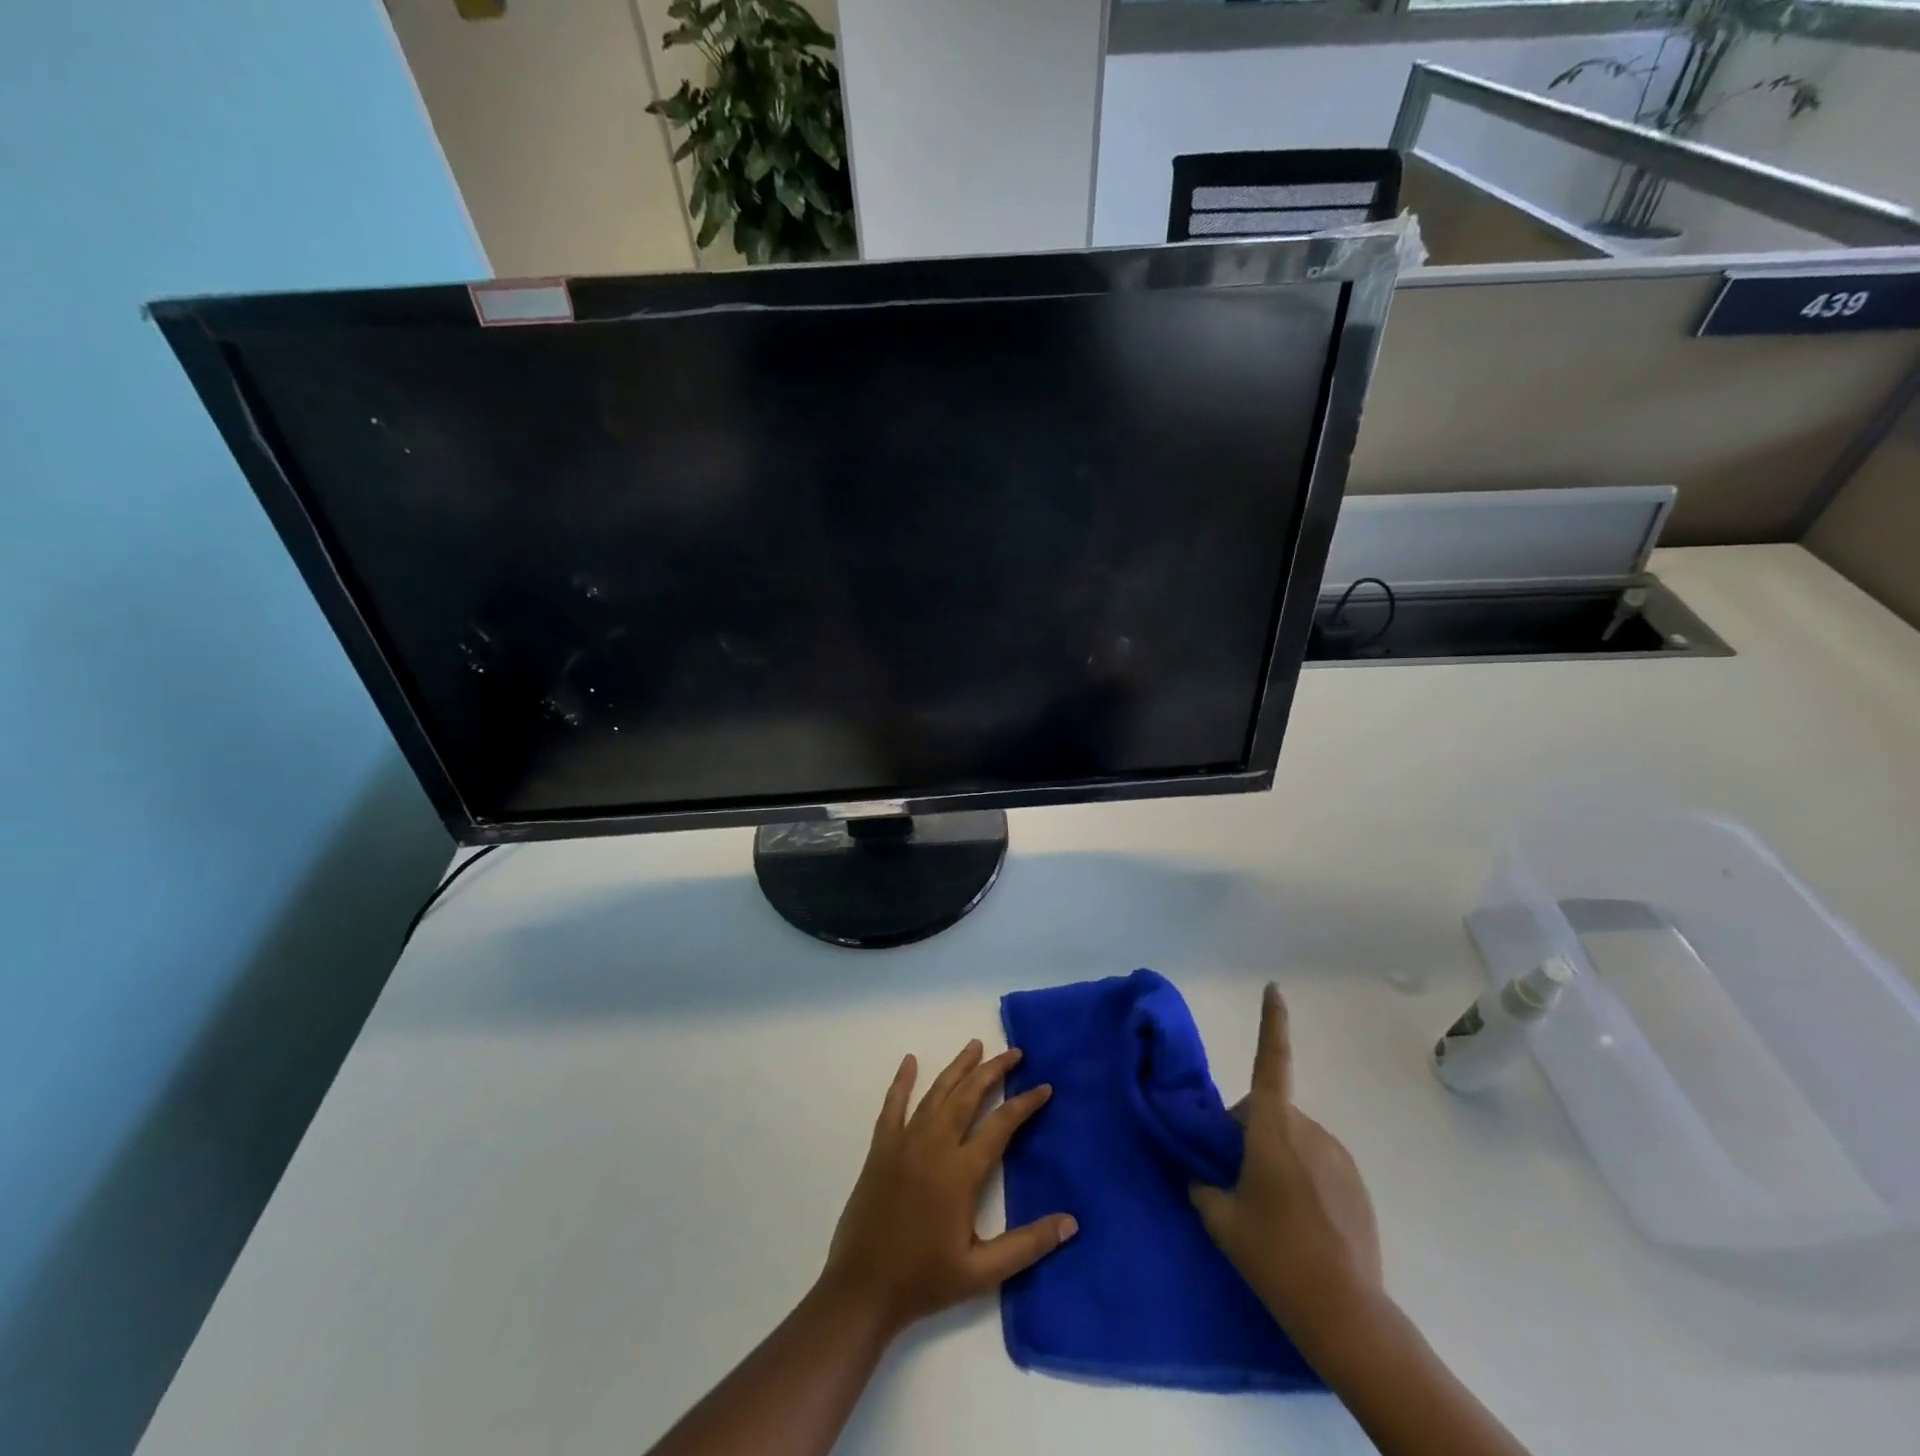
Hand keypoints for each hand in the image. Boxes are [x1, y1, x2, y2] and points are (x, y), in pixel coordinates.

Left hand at [819, 1040, 1077, 1337]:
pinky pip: (893, 1105)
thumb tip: (1071, 1222)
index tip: (1044, 1087)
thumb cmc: (924, 1281)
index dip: (1025, 1104)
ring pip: (936, 1093)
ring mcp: (904, 1142)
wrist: (862, 1289)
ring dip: (958, 1067)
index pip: (1001, 1125)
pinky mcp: (881, 1148)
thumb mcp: (982, 1272)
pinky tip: (910, 1061)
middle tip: (1014, 1053)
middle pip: (968, 1096)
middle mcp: (934, 1146)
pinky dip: (902, 1081)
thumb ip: (1027, 1245)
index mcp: (960, 1172)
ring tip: (975, 1045)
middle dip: (993, 1070)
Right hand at [1190, 984, 1382, 1349]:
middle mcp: (1308, 1130)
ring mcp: (1338, 1157)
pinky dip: (1303, 1176)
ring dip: (1277, 1154)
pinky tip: (1301, 1221)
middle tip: (1237, 1179)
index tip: (1275, 988)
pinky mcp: (1357, 1185)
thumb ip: (1202, 1185)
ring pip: (1293, 1138)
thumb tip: (1197, 1173)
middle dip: (1249, 1131)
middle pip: (1268, 1111)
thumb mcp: (1220, 1219)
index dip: (1273, 1022)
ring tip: (1271, 1208)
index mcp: (1273, 1127)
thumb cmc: (1274, 1253)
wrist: (1345, 1311)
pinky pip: (1318, 1163)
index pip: (1271, 1061)